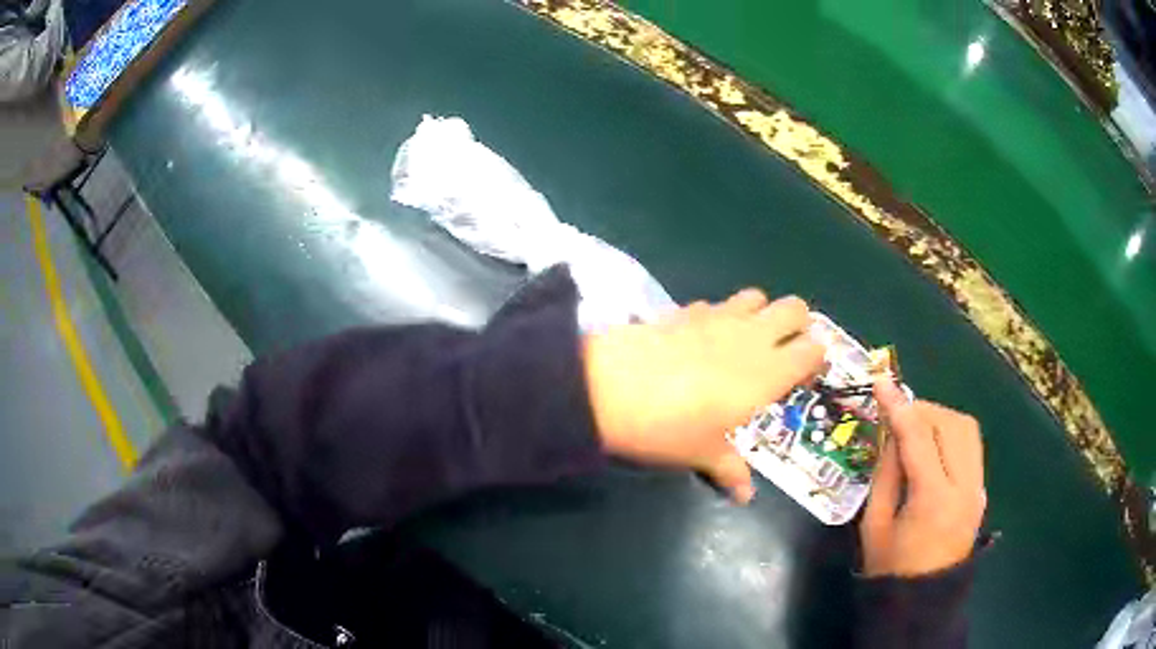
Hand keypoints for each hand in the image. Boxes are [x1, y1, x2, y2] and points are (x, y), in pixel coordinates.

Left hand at [583, 289, 825, 503]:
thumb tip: (745, 497)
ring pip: (757, 296)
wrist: (610, 389)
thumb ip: (731, 471)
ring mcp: (718, 317)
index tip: (802, 376)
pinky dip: (717, 316)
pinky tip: (699, 339)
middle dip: (796, 325)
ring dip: (759, 314)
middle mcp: (752, 337)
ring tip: (742, 343)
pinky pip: (715, 304)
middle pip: (795, 308)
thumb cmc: (670, 429)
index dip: (814, 359)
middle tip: (781, 353)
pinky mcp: (685, 310)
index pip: (814, 349)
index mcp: (769, 372)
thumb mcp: (703, 454)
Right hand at [860, 380, 985, 576]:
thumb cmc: (891, 568)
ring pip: (967, 429)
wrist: (922, 601)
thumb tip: (892, 434)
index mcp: (933, 500)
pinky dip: (951, 435)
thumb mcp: (874, 524)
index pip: (918, 439)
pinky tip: (933, 447)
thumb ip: (885, 474)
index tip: (882, 382)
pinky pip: (971, 447)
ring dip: (940, 419)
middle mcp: (965, 488)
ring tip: (916, 428)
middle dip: (923, 410)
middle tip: (898, 414)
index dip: (899, 407)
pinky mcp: (981, 491)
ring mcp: (978, 489)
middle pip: (951, 424)